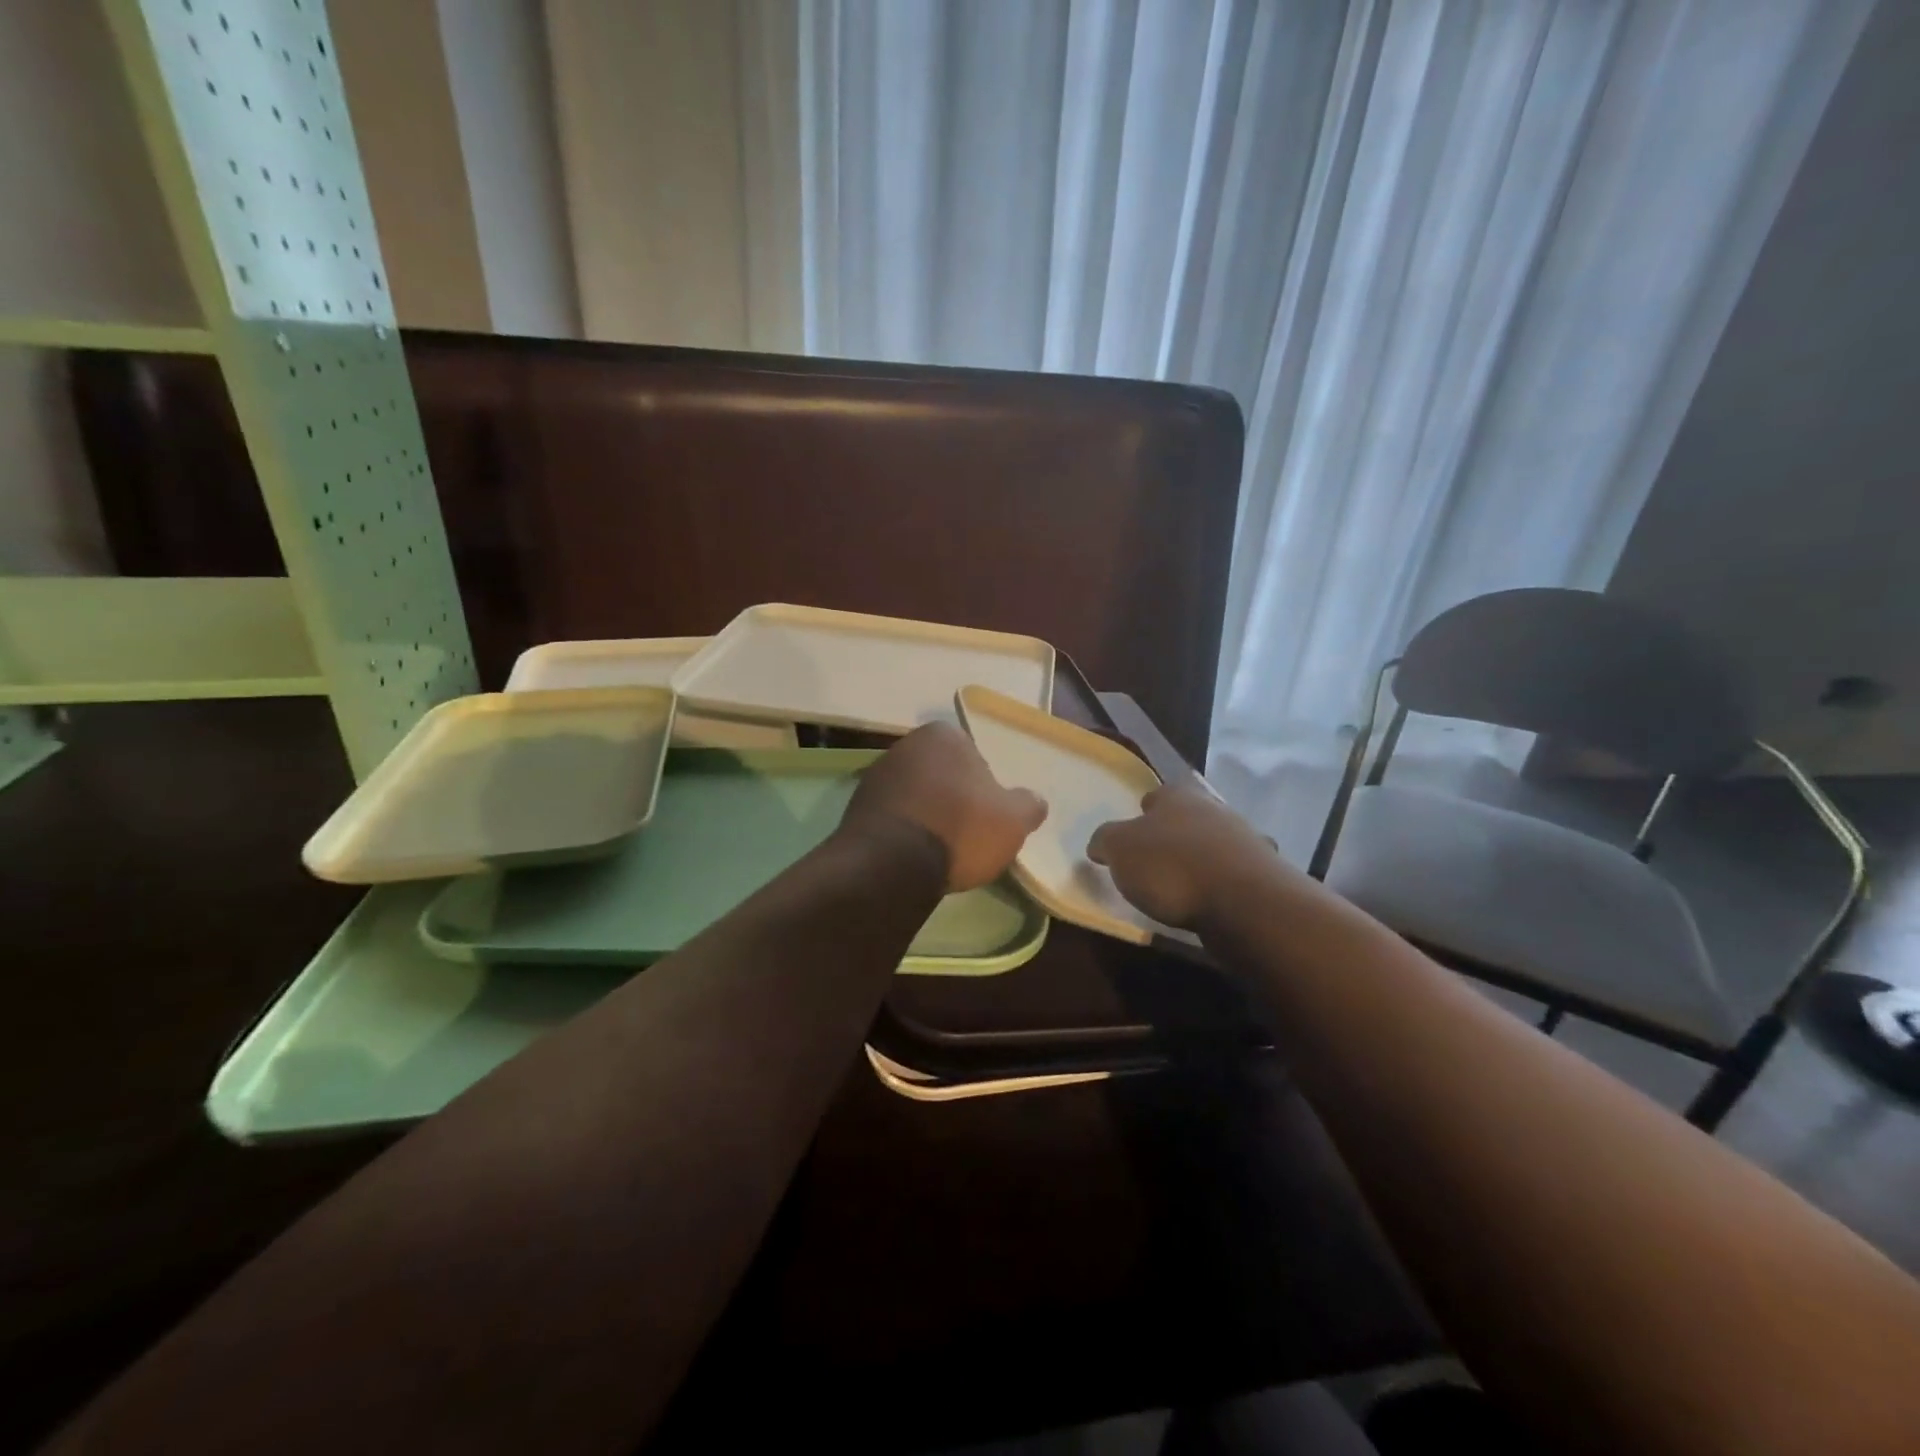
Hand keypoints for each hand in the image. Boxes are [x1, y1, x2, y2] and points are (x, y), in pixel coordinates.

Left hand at [842, 723, 1047, 890]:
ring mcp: (875, 775)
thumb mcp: (1013, 820)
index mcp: (943, 736)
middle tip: (965, 832)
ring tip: (938, 850)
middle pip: (940, 773)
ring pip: (914, 794)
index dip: (983, 786)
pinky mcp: (855, 807)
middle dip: (951, 797)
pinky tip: (911, 857)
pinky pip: (891, 816)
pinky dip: (902, 831)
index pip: (972, 755)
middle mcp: (905, 745)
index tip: (986, 815)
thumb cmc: (960, 830)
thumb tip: (1035, 801)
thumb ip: (1029, 805)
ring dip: (925, 814)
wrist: (891, 865)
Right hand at [1086, 784, 1280, 928]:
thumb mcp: (1119, 850)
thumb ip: (1105, 841)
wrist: (1244, 902)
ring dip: (1203, 858)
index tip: (1134, 831)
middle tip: (1156, 859)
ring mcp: (1246, 841)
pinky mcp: (1265, 874)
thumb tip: (1100, 844)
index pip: (1157, 795)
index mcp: (1178, 796)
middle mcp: (1215, 809)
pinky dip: (1224, 884)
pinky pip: (1236, 874)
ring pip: (1217, 843)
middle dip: (1176, 834)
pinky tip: (1212, 901)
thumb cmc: (1171, 867)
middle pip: (1190, 817)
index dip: (1144, 811)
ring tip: (1184, 886)